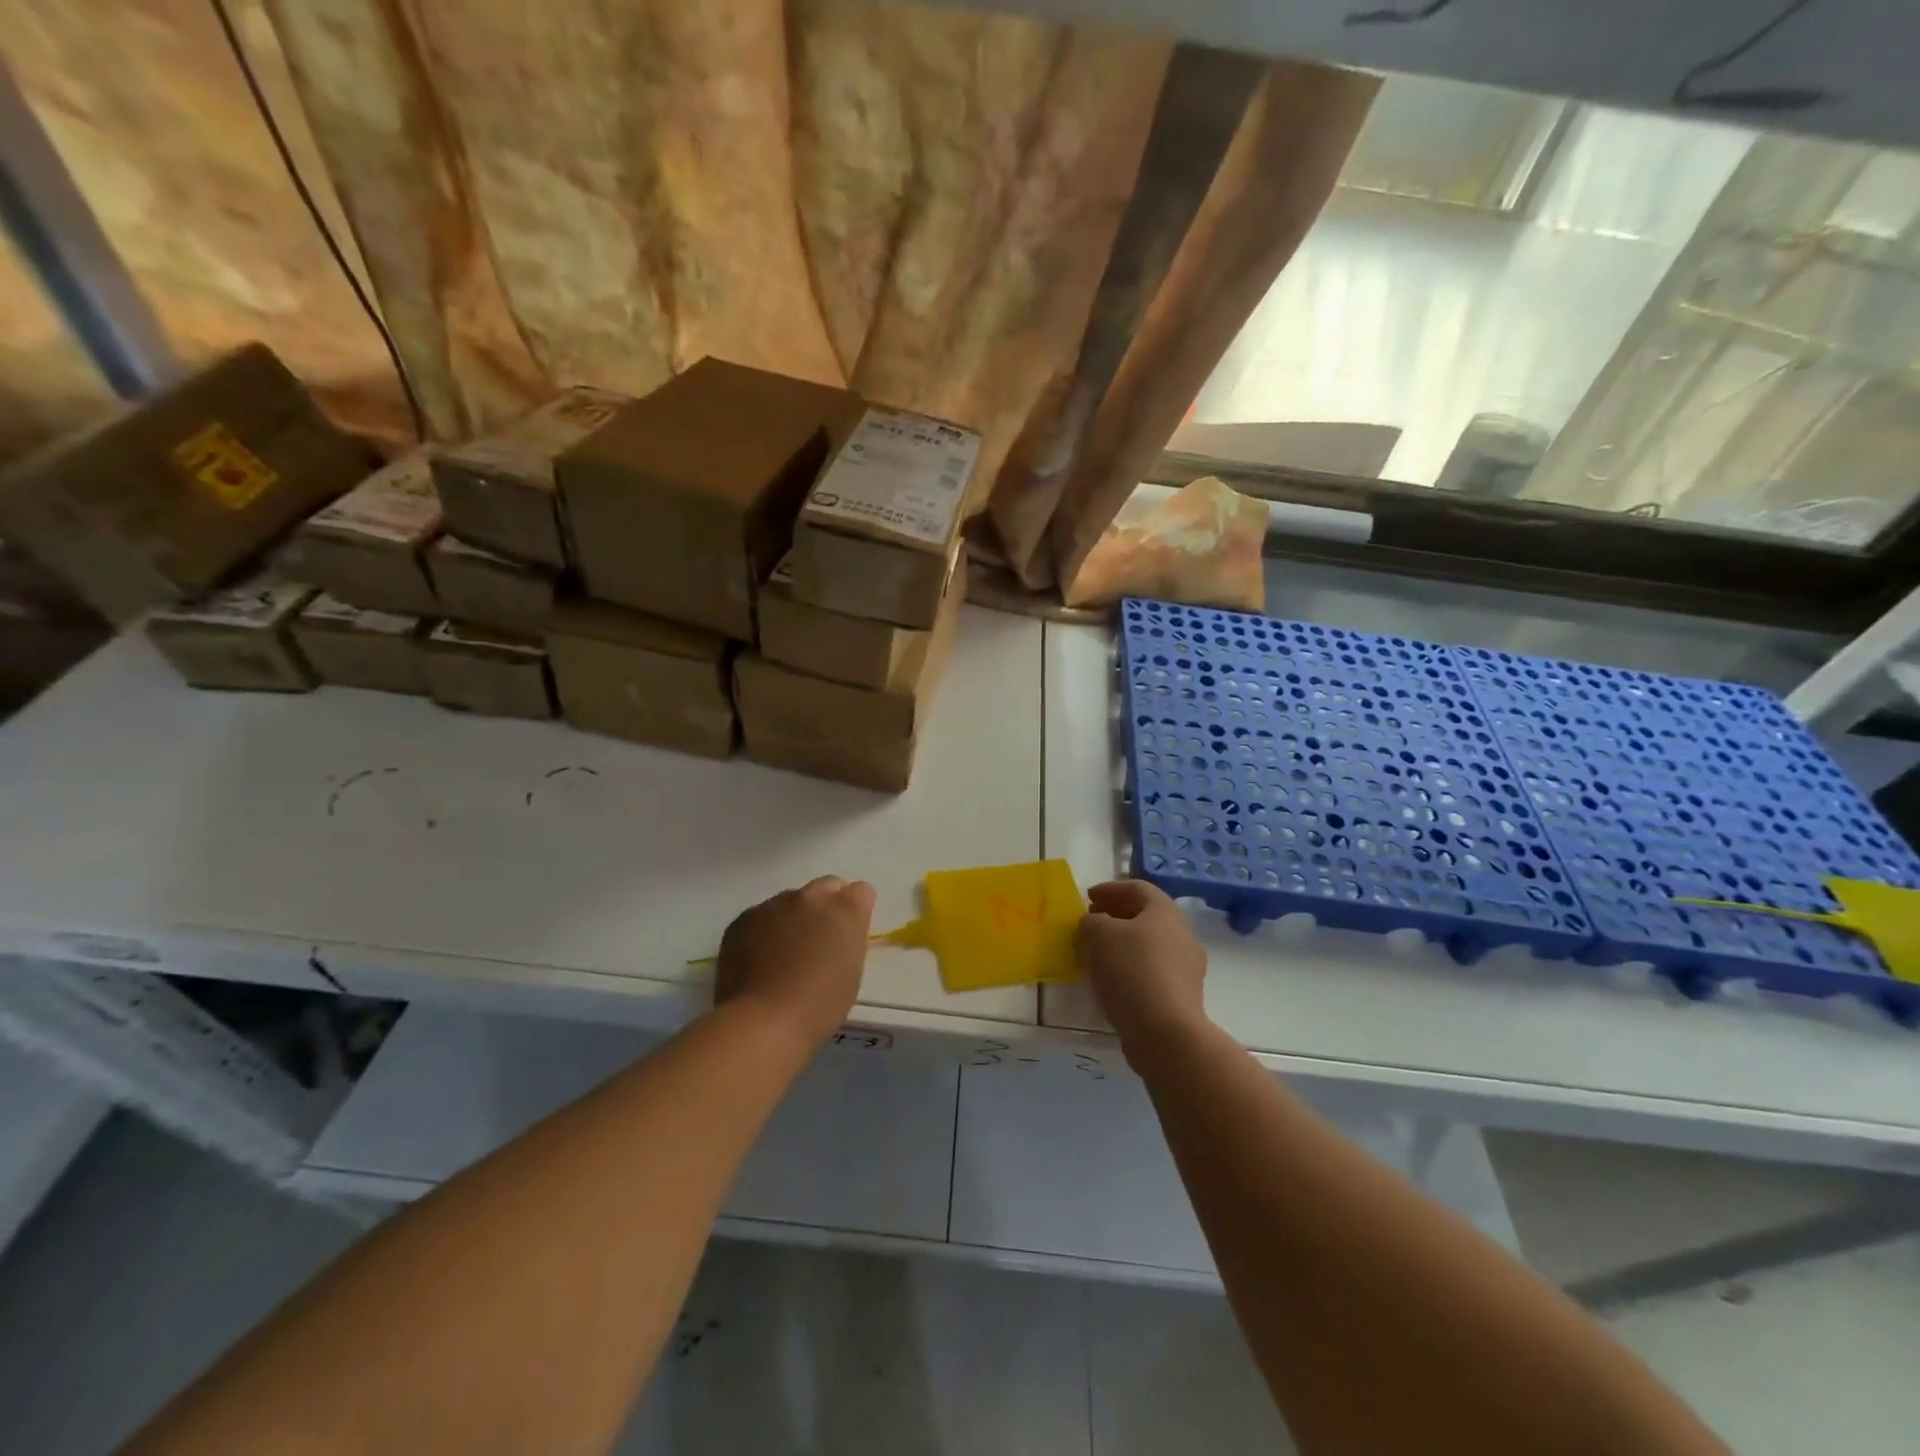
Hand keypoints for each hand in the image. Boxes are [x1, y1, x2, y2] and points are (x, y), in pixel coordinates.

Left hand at [715, 876, 875, 1048]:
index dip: (857, 909)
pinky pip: (761, 916)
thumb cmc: (820, 1005)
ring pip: (790, 900)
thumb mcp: (852, 970)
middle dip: (827, 904)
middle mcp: (811, 897)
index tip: (849, 931)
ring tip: (784, 952)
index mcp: (846, 910)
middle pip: (826, 886)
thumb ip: (848, 939)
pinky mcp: (744, 918)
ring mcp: (774, 904)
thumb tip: (837, 933)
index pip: (861, 891)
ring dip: (794, 917)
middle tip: (820, 938)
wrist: (764, 1021)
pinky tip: (759, 959)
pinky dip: (765, 930)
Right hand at [1076, 880, 1207, 1045]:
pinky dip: (1131, 968)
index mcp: (1165, 912)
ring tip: (1096, 954)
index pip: (1138, 888)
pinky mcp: (1183, 996)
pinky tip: (1112, 981)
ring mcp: (1186, 968)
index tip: (1087, 898)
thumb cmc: (1131, 972)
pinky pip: (1153, 971)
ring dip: (1123, 944)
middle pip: (1146, 916)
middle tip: (1090, 923)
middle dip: (1116, 916)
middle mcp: (1182, 935)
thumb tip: (1094, 924)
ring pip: (1150, 945)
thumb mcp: (1098, 935)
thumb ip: (1091, 921)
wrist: (1166, 1033)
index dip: (1110, 888)